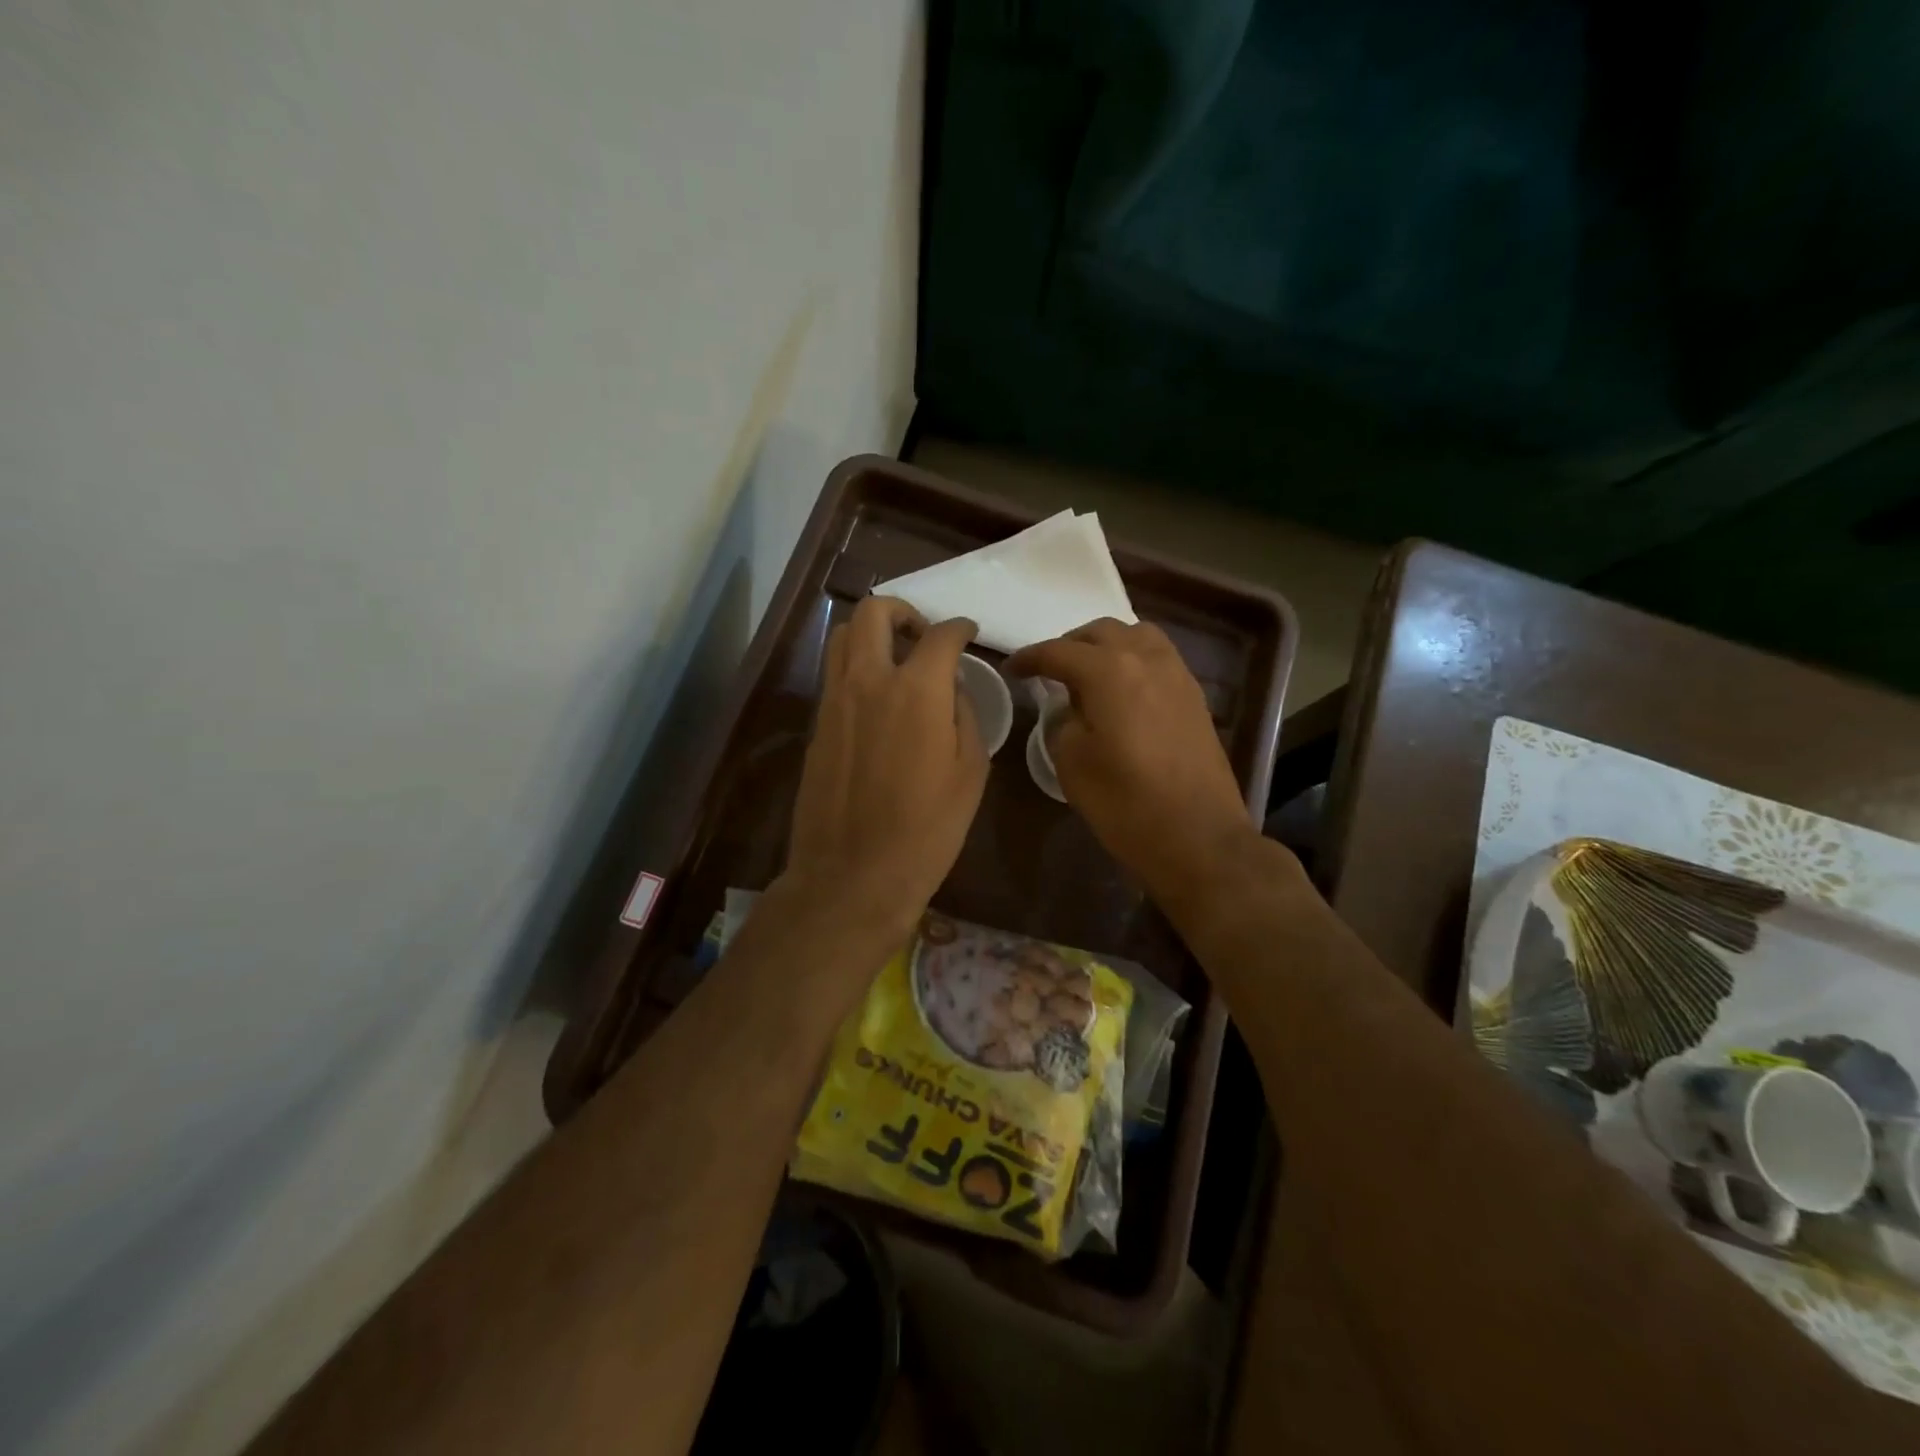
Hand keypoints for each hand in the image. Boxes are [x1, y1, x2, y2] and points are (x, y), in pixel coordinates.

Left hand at [783, 596, 988, 945]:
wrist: (854, 874)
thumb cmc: (927, 830)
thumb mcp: (970, 772)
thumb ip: (964, 715)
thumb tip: (951, 689)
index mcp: (916, 690)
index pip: (939, 635)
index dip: (959, 628)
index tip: (968, 633)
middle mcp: (868, 681)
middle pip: (874, 613)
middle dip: (903, 611)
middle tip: (922, 635)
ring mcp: (834, 701)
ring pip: (842, 637)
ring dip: (871, 633)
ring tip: (895, 659)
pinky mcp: (816, 725)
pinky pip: (833, 675)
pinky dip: (855, 667)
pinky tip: (875, 699)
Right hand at [1007, 618, 1257, 906]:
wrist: (1199, 838)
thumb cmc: (1126, 804)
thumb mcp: (1072, 764)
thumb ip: (1063, 722)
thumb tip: (1071, 709)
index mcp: (1110, 671)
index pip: (1059, 651)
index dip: (1030, 658)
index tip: (1012, 669)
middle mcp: (1146, 659)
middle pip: (1101, 633)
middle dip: (1069, 645)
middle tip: (1049, 670)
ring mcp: (1177, 675)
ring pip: (1136, 636)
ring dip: (1106, 646)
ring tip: (1088, 674)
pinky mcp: (1195, 697)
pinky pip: (1158, 658)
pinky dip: (1133, 661)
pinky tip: (1122, 690)